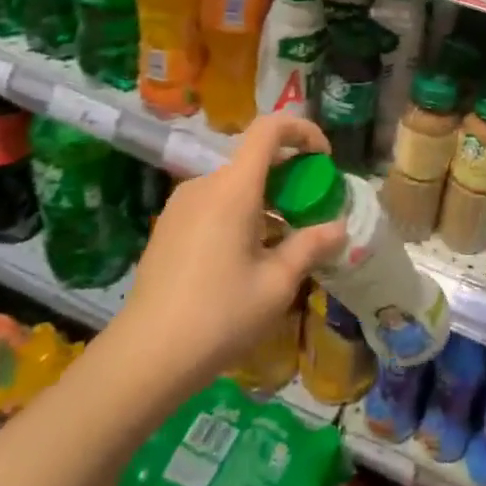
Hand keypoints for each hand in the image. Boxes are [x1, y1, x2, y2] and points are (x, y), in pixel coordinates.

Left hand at [117, 113, 346, 389]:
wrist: (146, 356)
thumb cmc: (220, 315)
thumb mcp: (277, 284)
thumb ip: (310, 246)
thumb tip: (339, 229)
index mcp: (233, 188)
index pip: (269, 129)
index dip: (302, 131)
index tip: (324, 159)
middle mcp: (204, 185)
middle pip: (253, 158)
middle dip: (289, 174)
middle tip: (311, 210)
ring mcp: (180, 205)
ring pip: (233, 184)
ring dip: (265, 197)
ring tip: (282, 240)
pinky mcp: (167, 227)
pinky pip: (213, 203)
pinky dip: (240, 212)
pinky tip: (247, 256)